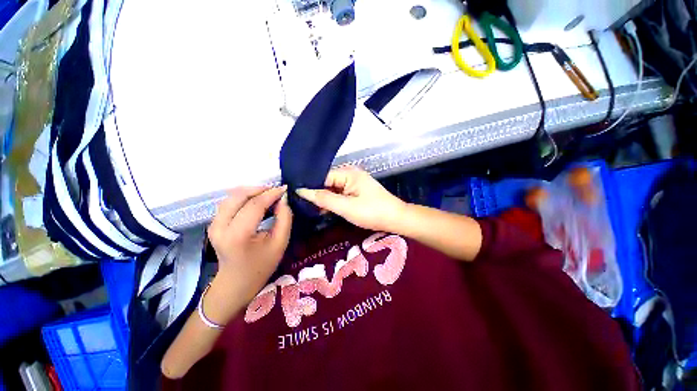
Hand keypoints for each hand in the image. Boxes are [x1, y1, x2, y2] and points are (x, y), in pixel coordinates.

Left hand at [206, 186, 292, 321]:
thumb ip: (285, 218)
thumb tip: (283, 199)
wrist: (236, 283)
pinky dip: (244, 197)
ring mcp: (214, 224)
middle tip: (276, 191)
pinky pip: (229, 202)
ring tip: (268, 195)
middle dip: (260, 189)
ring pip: (232, 196)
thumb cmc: (261, 266)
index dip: (271, 194)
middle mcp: (221, 226)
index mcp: (238, 235)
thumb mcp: (280, 243)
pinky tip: (256, 201)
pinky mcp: (214, 223)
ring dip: (251, 192)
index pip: (255, 205)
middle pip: (239, 195)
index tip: (285, 188)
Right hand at [296, 166, 404, 231]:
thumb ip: (324, 199)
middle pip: (327, 182)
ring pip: (333, 189)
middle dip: (316, 193)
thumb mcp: (346, 207)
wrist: (396, 219)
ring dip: (324, 199)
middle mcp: (350, 174)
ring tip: (308, 209)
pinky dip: (333, 201)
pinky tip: (323, 209)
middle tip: (300, 206)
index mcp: (348, 173)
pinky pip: (340, 194)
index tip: (295, 197)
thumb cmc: (372, 212)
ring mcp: (354, 183)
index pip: (322, 176)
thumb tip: (301, 191)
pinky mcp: (356, 191)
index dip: (310, 186)